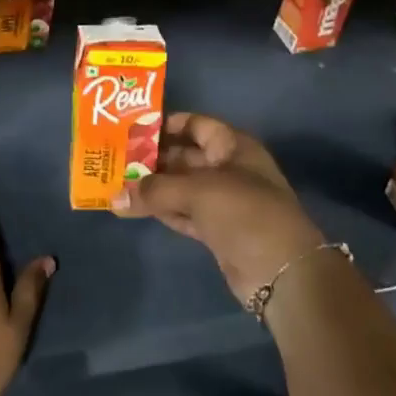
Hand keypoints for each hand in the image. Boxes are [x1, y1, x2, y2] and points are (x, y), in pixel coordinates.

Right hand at [109, 112, 325, 302]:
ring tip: (117, 183)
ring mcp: (223, 201)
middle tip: (116, 158)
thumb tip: (114, 196)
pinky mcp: (217, 231)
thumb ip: (155, 191)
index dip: (166, 124)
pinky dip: (161, 210)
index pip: (195, 124)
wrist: (282, 272)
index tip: (133, 128)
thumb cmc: (244, 212)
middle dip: (153, 158)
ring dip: (154, 187)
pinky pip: (183, 213)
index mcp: (232, 145)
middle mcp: (228, 168)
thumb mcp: (198, 192)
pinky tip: (133, 208)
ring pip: (182, 187)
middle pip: (185, 156)